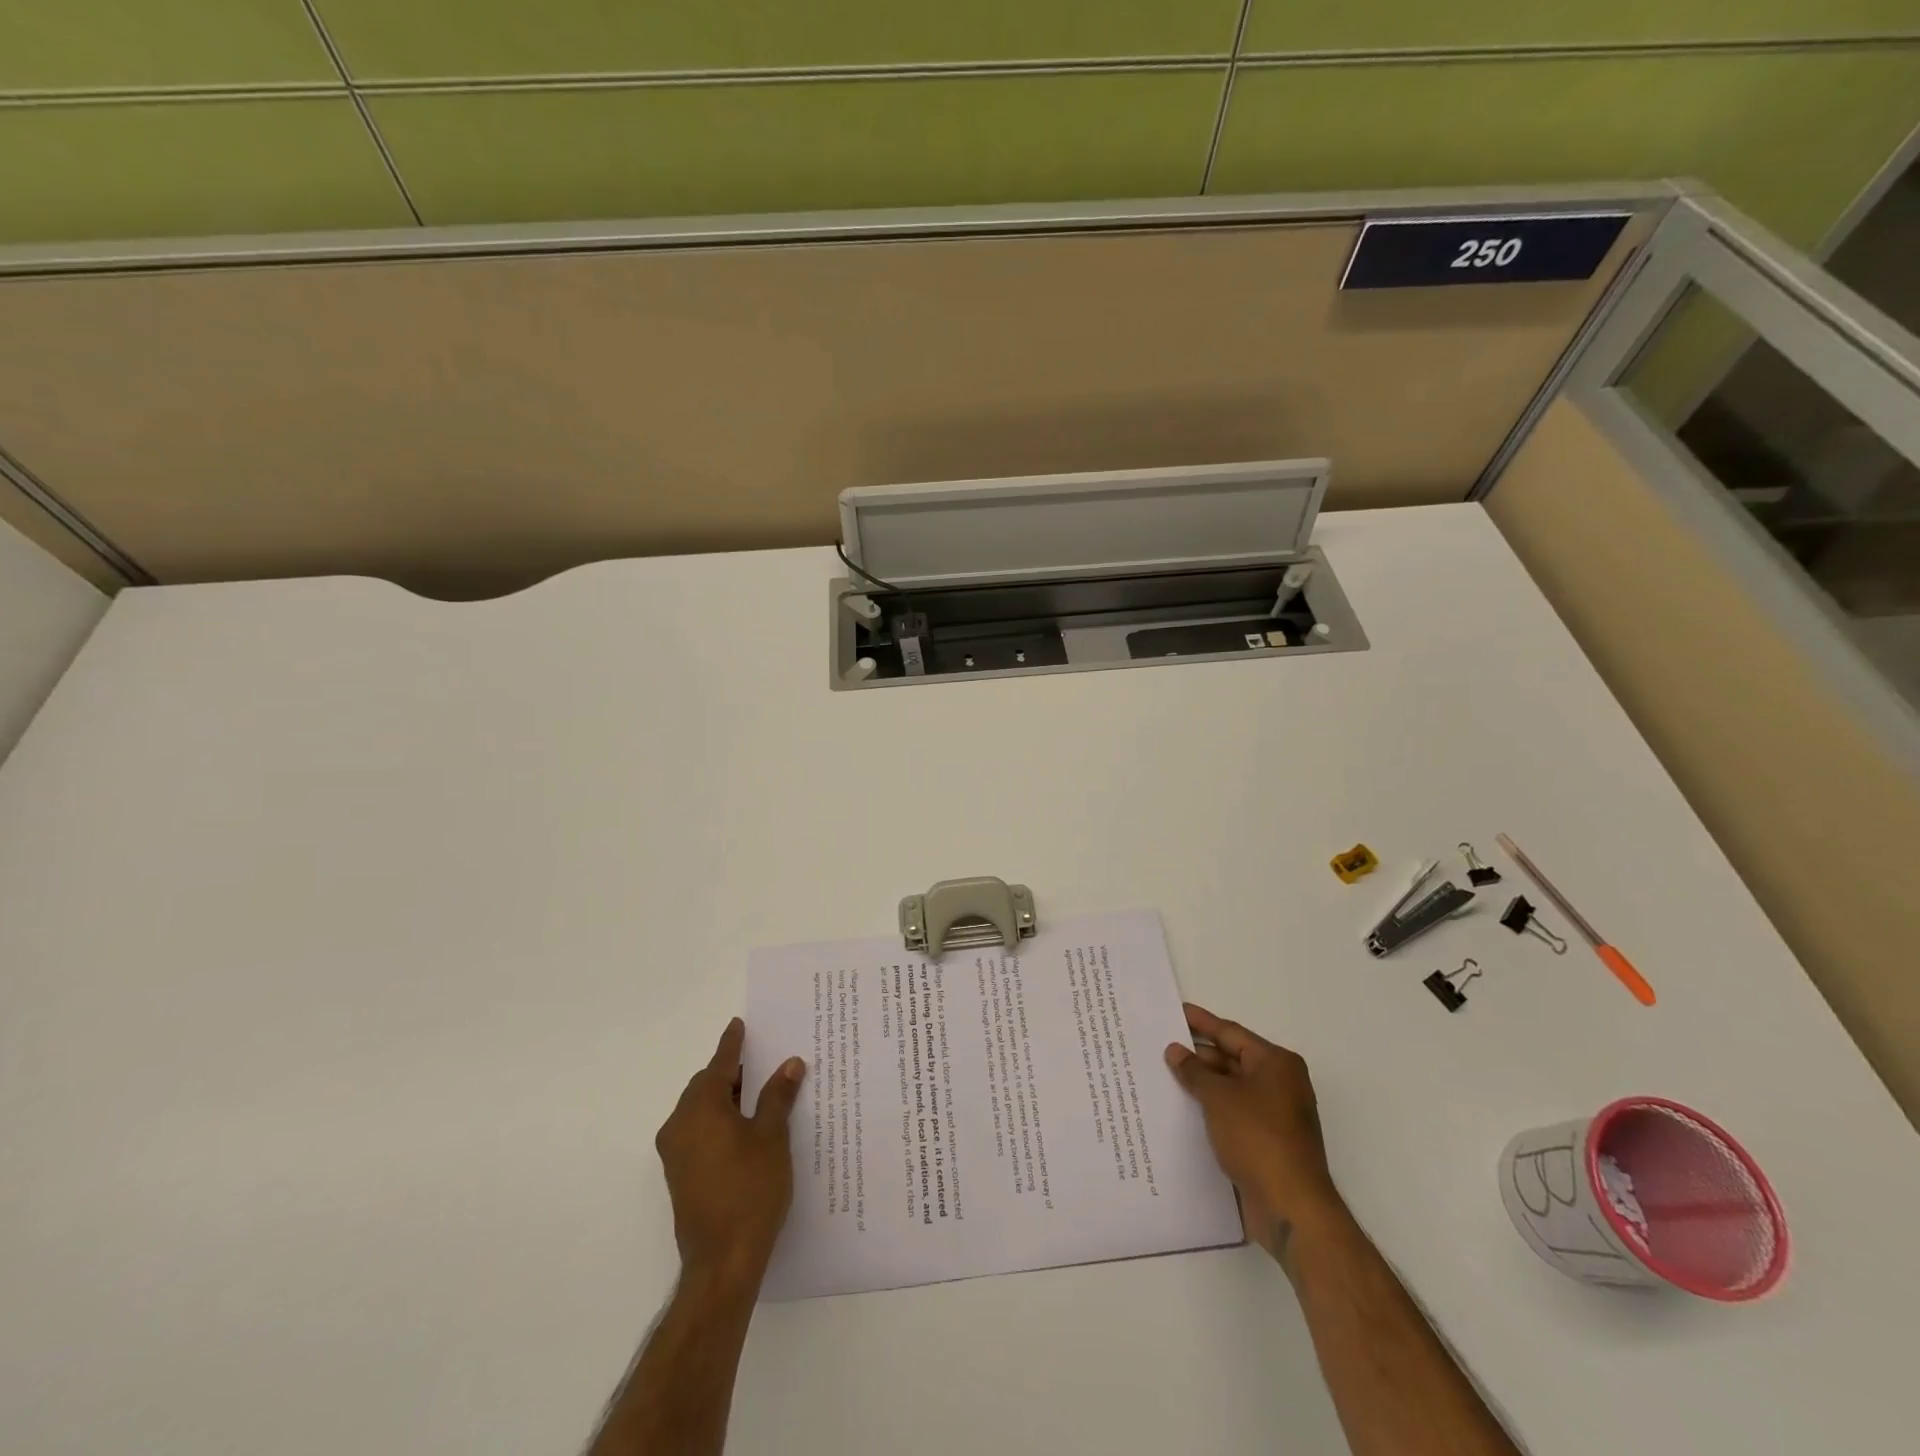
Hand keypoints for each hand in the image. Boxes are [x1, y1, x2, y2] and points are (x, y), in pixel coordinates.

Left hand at [656, 1018, 806, 1285]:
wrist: (723, 1262)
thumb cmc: (750, 1190)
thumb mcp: (772, 1137)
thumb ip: (777, 1096)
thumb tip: (790, 1064)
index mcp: (700, 1108)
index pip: (719, 1064)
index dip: (732, 1044)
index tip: (738, 1024)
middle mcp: (680, 1125)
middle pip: (706, 1086)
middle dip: (731, 1072)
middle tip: (760, 1060)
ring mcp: (676, 1153)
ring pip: (701, 1110)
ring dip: (726, 1098)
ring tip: (759, 1092)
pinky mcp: (680, 1175)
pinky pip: (699, 1132)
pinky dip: (719, 1120)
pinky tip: (746, 1127)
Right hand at [1164, 1003, 1341, 1261]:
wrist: (1291, 1206)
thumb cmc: (1257, 1138)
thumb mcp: (1218, 1097)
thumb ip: (1194, 1071)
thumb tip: (1175, 1050)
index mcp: (1276, 1063)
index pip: (1231, 1033)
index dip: (1201, 1022)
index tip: (1175, 1011)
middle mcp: (1280, 1084)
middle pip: (1232, 1059)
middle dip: (1198, 1055)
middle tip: (1160, 1046)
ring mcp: (1275, 1115)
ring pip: (1231, 1089)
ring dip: (1202, 1084)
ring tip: (1164, 1076)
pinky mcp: (1267, 1142)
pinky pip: (1233, 1114)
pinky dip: (1210, 1109)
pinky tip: (1182, 1110)